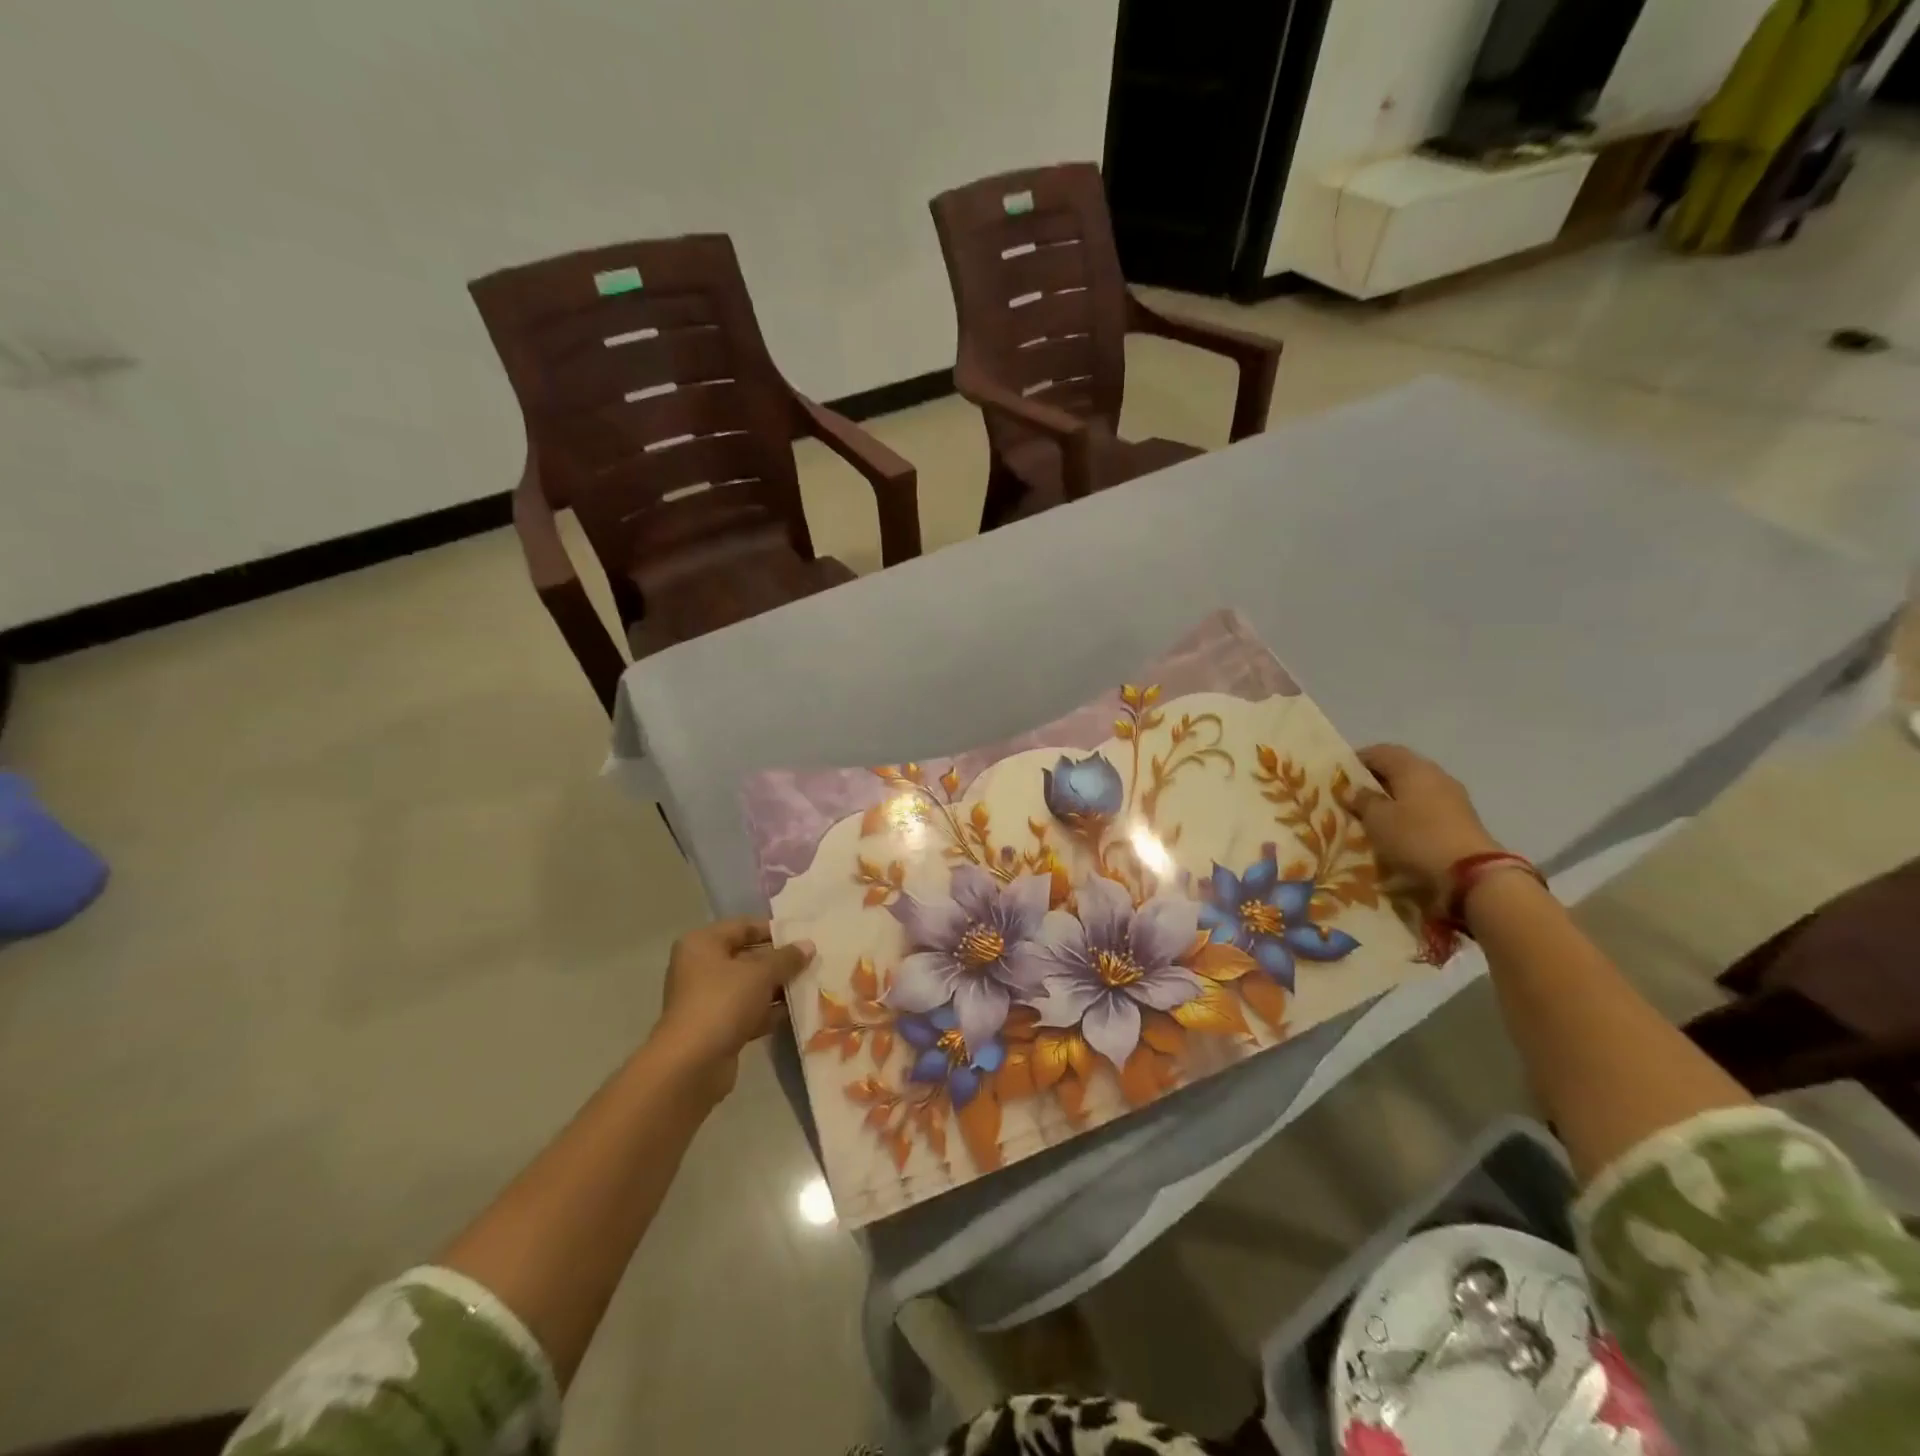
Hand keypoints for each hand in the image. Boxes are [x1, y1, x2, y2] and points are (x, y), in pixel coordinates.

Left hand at [653, 916, 814, 1098]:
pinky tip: (798, 1011)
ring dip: (778, 987)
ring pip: (750, 986)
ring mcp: (707, 1000)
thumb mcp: (760, 973)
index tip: (804, 935)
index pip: (744, 926)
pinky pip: (748, 1011)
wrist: (691, 1065)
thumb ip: (786, 958)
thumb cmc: (722, 1003)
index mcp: (703, 944)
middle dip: (780, 961)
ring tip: (812, 984)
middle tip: (813, 960)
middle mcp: (701, 967)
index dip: (774, 930)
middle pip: (747, 957)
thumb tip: (808, 945)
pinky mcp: (717, 1028)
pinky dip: (769, 1011)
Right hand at [1353, 744, 1504, 901]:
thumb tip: (1352, 789)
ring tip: (1374, 813)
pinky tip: (1399, 827)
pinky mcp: (1461, 817)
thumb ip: (1362, 800)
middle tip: (1354, 795)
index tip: (1339, 776)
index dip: (1357, 760)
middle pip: (1399, 767)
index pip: (1379, 751)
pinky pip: (1427, 805)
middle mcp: (1435, 774)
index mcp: (1412, 767)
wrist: (1471, 873)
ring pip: (1415, 787)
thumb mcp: (1377, 819)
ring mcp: (1453, 795)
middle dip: (1375, 779)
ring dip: (1394, 796)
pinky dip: (1410, 810)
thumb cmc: (1416, 837)